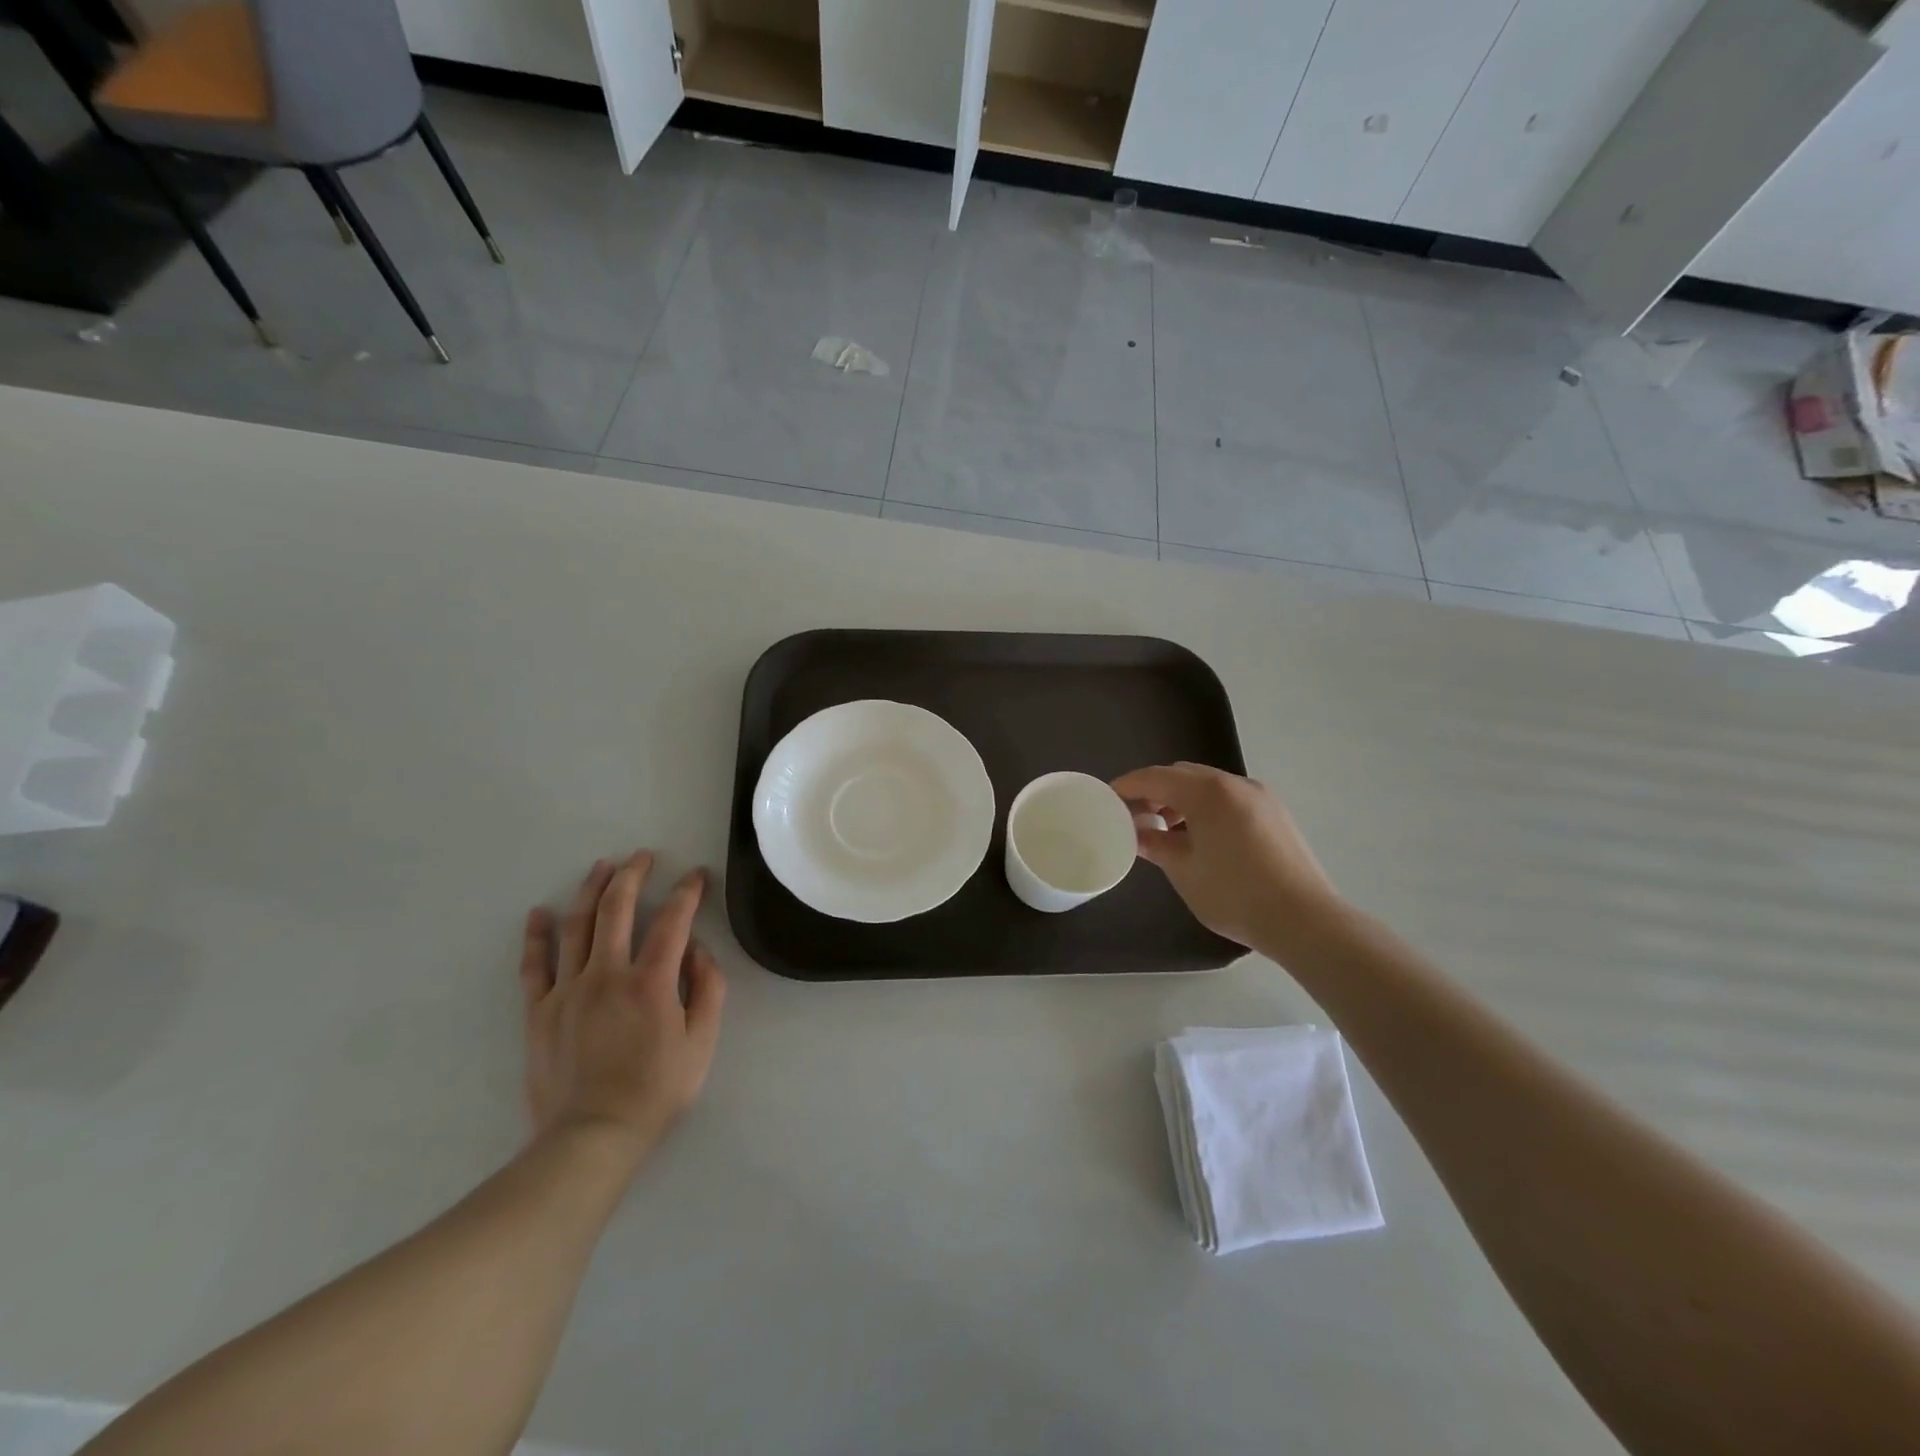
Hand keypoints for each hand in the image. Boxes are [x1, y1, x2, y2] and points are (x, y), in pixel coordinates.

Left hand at [520, 852, 726, 1163]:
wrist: (591, 1138)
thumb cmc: (656, 1092)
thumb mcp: (701, 1044)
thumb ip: (707, 990)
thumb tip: (697, 950)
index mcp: (651, 982)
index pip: (673, 921)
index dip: (687, 892)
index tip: (696, 876)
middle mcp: (607, 975)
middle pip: (617, 909)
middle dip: (633, 875)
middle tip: (643, 856)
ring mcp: (567, 990)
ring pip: (577, 926)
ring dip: (590, 890)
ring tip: (602, 866)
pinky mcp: (539, 1011)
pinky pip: (534, 965)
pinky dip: (537, 936)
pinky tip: (540, 914)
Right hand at [1112, 763, 1341, 949]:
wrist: (1304, 920)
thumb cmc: (1235, 894)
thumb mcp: (1184, 870)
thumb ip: (1155, 844)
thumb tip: (1136, 832)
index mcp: (1208, 792)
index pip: (1156, 777)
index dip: (1128, 785)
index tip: (1107, 797)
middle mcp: (1235, 784)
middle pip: (1182, 775)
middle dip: (1155, 790)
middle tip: (1134, 816)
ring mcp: (1259, 797)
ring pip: (1208, 785)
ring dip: (1181, 799)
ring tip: (1166, 830)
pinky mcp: (1275, 813)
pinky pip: (1229, 798)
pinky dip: (1206, 807)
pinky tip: (1200, 837)